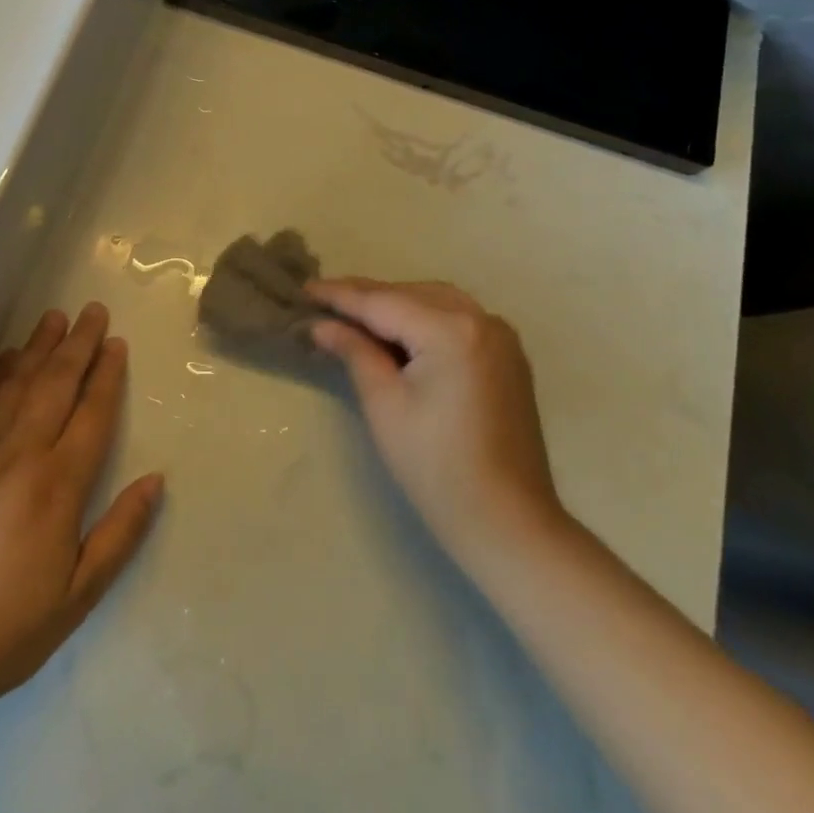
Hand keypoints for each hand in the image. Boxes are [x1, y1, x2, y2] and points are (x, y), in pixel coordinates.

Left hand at [0, 304, 163, 712]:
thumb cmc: (10, 626)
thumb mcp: (81, 592)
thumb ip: (121, 532)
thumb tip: (157, 479)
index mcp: (57, 485)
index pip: (91, 414)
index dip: (107, 376)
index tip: (117, 344)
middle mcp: (19, 455)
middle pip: (55, 385)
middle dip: (78, 345)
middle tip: (93, 311)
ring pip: (15, 384)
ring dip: (38, 347)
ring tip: (55, 317)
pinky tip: (4, 357)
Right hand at [309, 279, 563, 570]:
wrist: (508, 523)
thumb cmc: (436, 467)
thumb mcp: (384, 405)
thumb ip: (354, 352)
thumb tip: (322, 324)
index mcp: (451, 330)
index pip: (382, 301)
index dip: (340, 295)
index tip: (304, 289)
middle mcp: (482, 319)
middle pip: (410, 294)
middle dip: (367, 297)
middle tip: (323, 304)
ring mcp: (501, 336)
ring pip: (435, 301)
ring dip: (395, 304)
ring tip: (354, 317)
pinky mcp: (507, 356)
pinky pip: (456, 318)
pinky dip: (423, 318)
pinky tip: (398, 334)